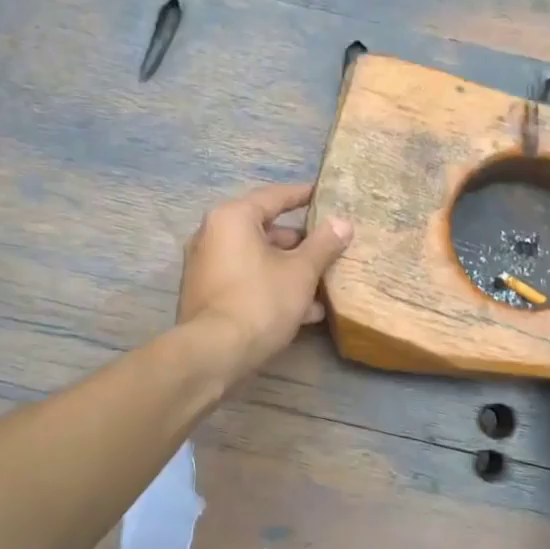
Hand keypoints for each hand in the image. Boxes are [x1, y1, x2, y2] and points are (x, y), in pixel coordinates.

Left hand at [178, 183, 352, 374]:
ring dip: (289, 269)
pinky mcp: (206, 295)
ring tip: (323, 286)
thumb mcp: (301, 271)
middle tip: (329, 247)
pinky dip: (271, 286)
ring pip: (257, 259)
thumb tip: (343, 222)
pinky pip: (246, 280)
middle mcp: (212, 235)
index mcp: (233, 217)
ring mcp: (206, 266)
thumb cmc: (260, 300)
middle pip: (265, 229)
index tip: (324, 195)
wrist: (214, 353)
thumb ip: (323, 244)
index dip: (303, 195)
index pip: (274, 196)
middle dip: (300, 243)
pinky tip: (304, 311)